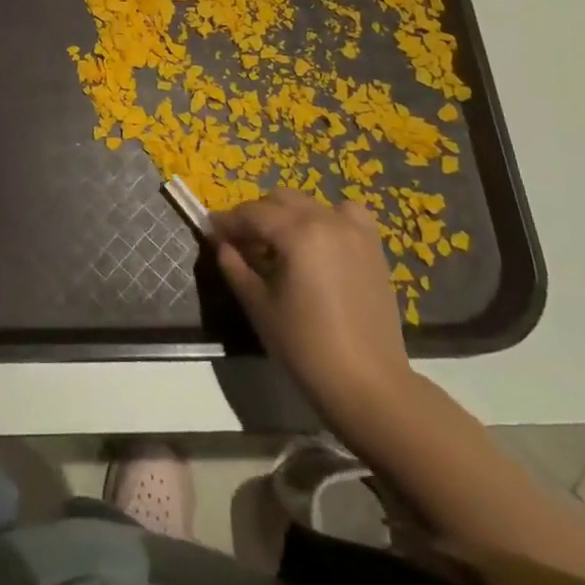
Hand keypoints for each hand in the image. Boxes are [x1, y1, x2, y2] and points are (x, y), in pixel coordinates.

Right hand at [211, 190, 417, 431]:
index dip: (227, 221)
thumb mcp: (258, 306)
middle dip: (256, 216)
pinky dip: (327, 218)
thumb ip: (234, 266)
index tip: (211, 231)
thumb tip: (221, 243)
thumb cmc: (305, 347)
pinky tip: (319, 241)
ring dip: (287, 215)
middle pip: (279, 200)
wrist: (367, 384)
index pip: (252, 213)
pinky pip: (345, 214)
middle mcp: (326, 220)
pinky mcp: (373, 247)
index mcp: (297, 233)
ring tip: (278, 245)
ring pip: (309, 204)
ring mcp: (354, 231)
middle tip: (241, 243)